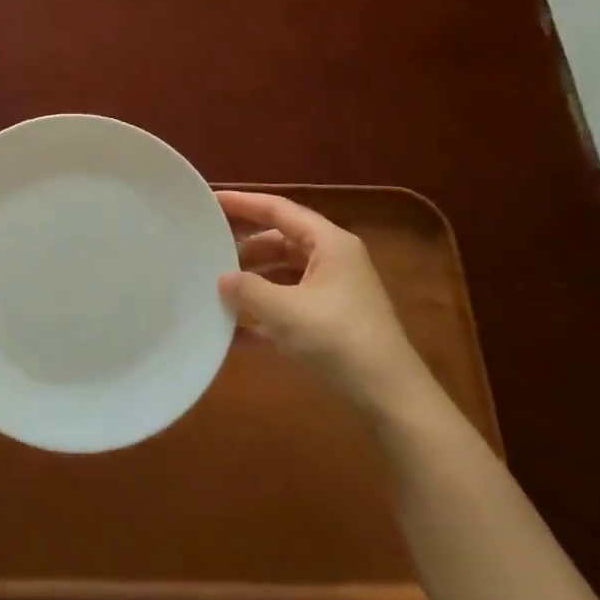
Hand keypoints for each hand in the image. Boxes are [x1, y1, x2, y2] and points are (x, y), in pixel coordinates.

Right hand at [217, 190, 429, 415]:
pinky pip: (291, 302)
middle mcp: (333, 260)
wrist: (391, 400)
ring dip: (254, 280)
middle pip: (281, 240)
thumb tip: (223, 279)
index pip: (279, 210)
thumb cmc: (339, 341)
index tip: (211, 199)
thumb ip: (247, 289)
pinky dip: (266, 309)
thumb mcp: (284, 312)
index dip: (243, 203)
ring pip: (285, 272)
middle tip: (208, 247)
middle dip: (245, 246)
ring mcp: (335, 291)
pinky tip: (236, 329)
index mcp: (329, 243)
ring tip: (218, 287)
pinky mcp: (332, 321)